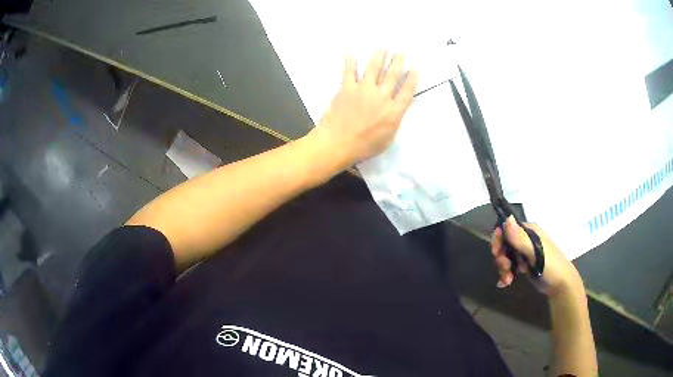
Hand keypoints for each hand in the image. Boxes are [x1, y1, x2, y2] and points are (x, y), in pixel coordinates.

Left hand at [313, 51, 418, 167]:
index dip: (412, 79)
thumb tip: (396, 110)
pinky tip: (351, 53)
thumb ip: (394, 121)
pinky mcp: (347, 89)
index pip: (407, 91)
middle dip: (397, 62)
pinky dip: (350, 62)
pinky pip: (349, 72)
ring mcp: (364, 90)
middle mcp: (381, 97)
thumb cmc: (364, 146)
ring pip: (374, 69)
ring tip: (382, 48)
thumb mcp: (387, 139)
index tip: (414, 68)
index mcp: (393, 111)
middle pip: (392, 76)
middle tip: (400, 52)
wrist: (338, 143)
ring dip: (379, 57)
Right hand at [491, 217, 583, 297]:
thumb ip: (520, 238)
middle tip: (505, 267)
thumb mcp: (535, 252)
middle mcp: (525, 239)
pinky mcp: (524, 265)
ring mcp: (524, 253)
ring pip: (506, 257)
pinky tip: (505, 283)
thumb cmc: (551, 265)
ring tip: (508, 279)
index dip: (498, 239)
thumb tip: (506, 219)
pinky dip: (505, 275)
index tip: (497, 253)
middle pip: (504, 244)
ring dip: (503, 268)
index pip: (506, 228)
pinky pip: (510, 267)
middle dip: (501, 257)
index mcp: (529, 231)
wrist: (561, 285)